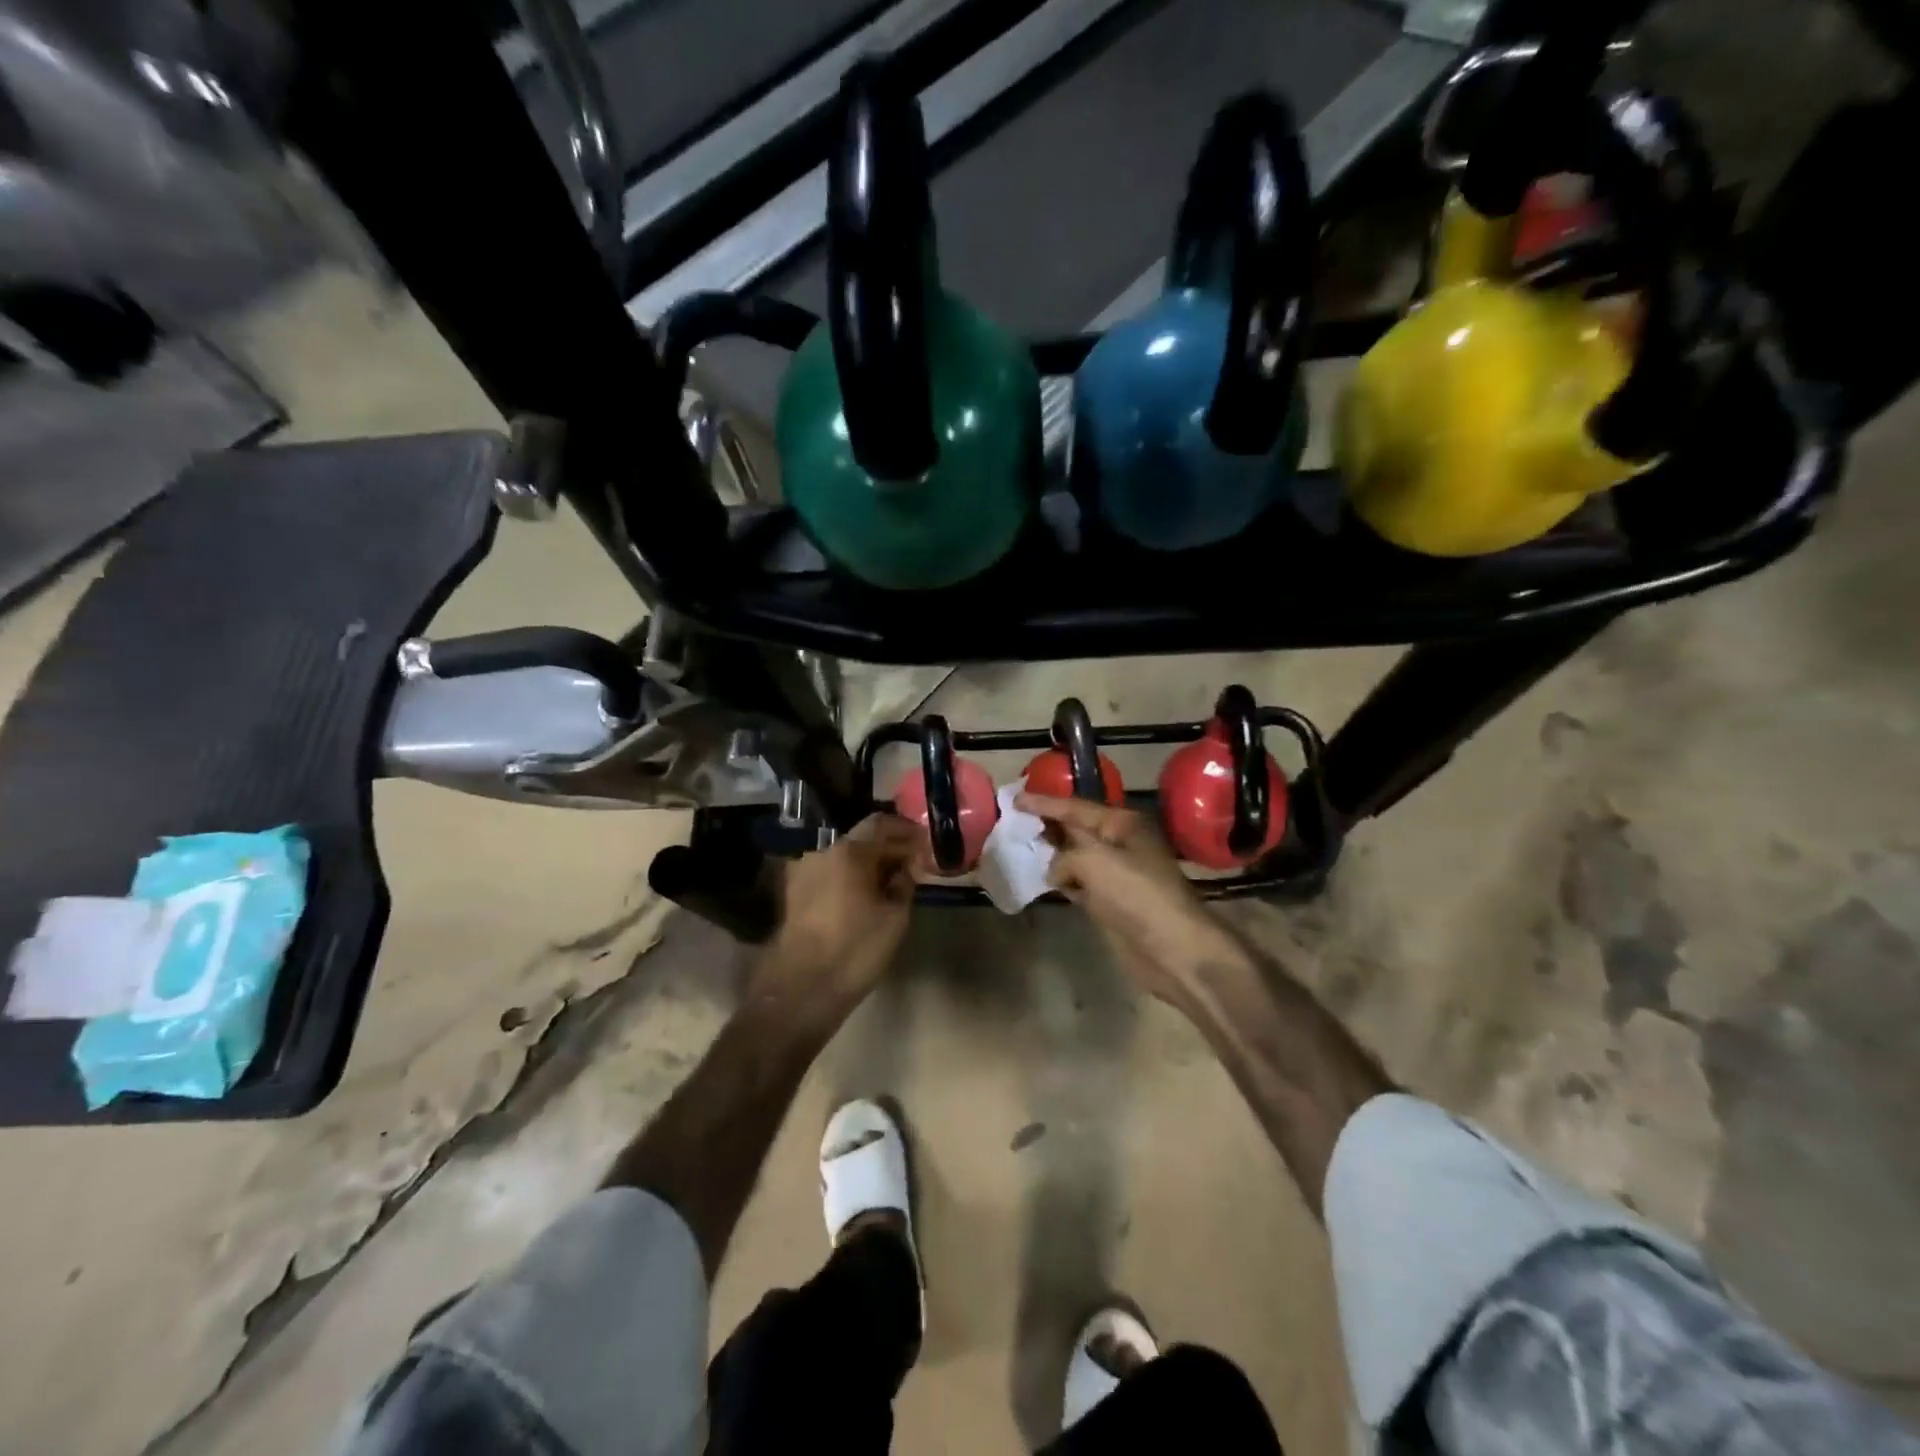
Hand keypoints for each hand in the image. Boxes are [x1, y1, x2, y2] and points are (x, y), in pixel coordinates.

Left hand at [753, 814, 918, 1021]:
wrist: (802, 988)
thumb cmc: (855, 949)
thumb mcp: (895, 916)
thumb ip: (905, 882)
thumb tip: (907, 866)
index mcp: (849, 850)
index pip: (882, 823)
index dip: (906, 830)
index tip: (925, 843)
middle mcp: (822, 851)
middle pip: (861, 837)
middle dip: (888, 847)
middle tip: (912, 863)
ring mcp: (804, 870)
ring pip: (844, 855)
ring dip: (869, 862)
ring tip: (891, 881)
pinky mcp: (795, 891)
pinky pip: (830, 871)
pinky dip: (850, 875)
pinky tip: (866, 894)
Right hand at [1016, 793, 1240, 1006]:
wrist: (1174, 948)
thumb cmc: (1137, 894)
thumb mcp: (1095, 861)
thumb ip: (1065, 855)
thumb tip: (1055, 871)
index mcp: (1122, 824)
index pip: (1075, 807)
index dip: (1044, 803)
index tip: (1013, 799)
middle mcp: (1119, 843)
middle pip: (1075, 828)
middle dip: (1046, 825)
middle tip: (1013, 821)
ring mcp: (1116, 874)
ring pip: (1075, 857)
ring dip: (1050, 853)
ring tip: (1019, 847)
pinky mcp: (1110, 902)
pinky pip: (1078, 883)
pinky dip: (1060, 881)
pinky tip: (1040, 880)